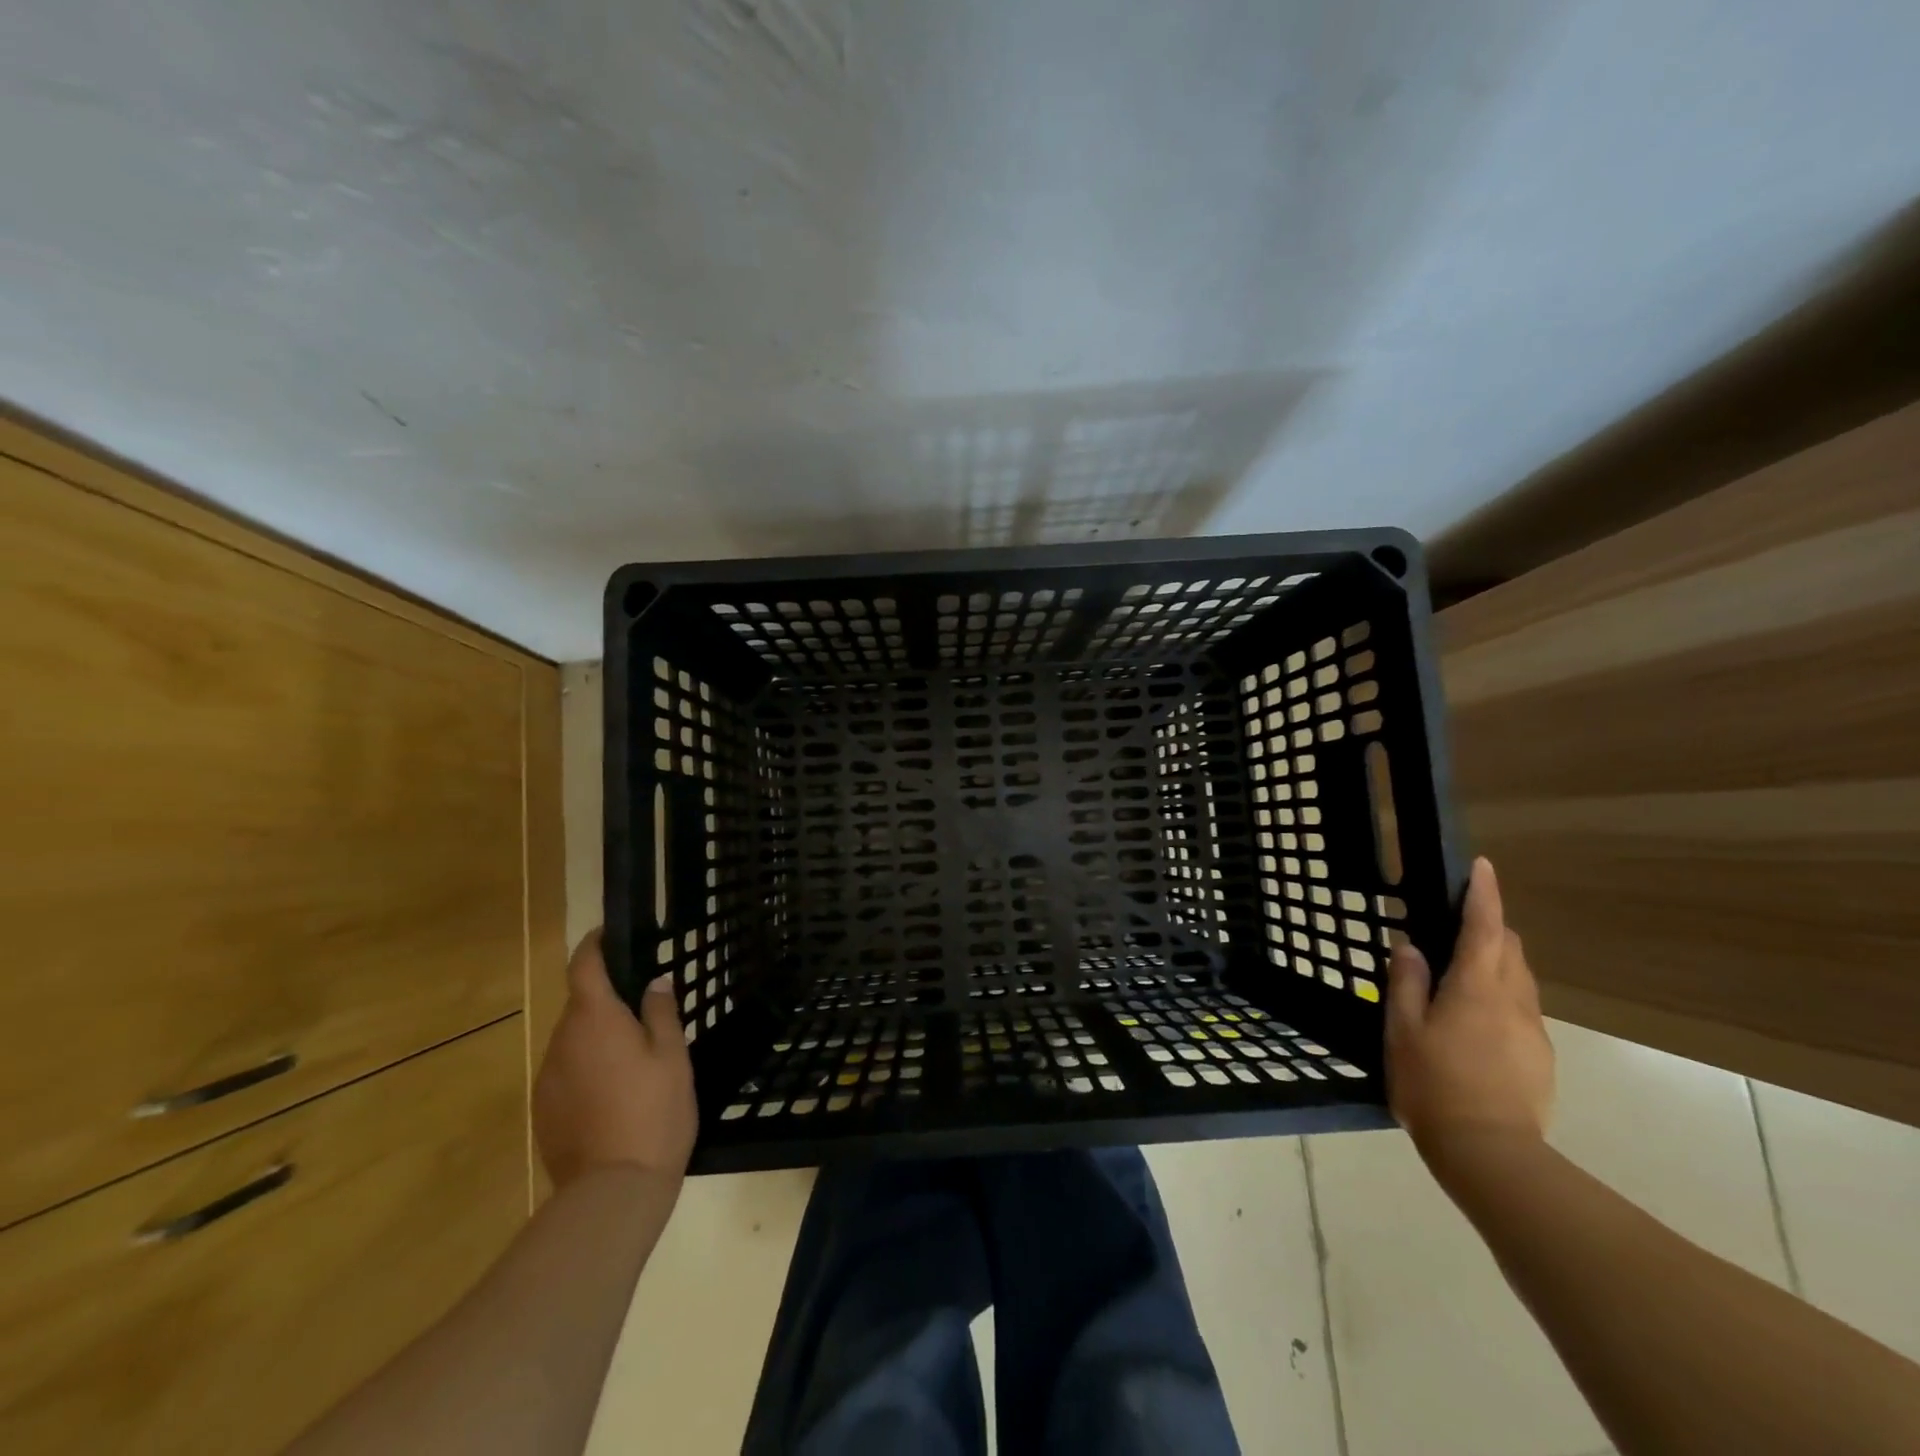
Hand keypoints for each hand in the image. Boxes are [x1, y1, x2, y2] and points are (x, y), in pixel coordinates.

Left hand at [533, 930, 696, 1189]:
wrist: (613, 1190)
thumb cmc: (653, 1110)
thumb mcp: (673, 1056)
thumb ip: (661, 1012)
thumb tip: (654, 982)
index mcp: (595, 1019)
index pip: (584, 966)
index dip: (594, 945)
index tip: (609, 935)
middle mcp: (562, 1040)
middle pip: (580, 1006)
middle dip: (606, 1002)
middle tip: (642, 1013)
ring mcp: (547, 1078)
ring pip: (573, 1042)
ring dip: (597, 1039)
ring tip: (632, 1061)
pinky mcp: (542, 1110)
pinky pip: (565, 1074)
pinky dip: (586, 1071)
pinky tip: (613, 1096)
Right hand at [1386, 857, 1554, 1165]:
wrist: (1490, 1152)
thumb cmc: (1433, 1082)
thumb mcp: (1402, 1029)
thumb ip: (1406, 983)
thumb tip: (1411, 946)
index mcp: (1476, 988)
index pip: (1484, 927)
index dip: (1483, 894)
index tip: (1482, 865)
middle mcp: (1513, 1001)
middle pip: (1510, 949)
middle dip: (1491, 928)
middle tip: (1458, 927)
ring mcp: (1533, 1030)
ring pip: (1520, 980)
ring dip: (1497, 964)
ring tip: (1462, 977)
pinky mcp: (1541, 1057)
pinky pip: (1522, 1010)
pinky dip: (1501, 998)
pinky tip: (1475, 1024)